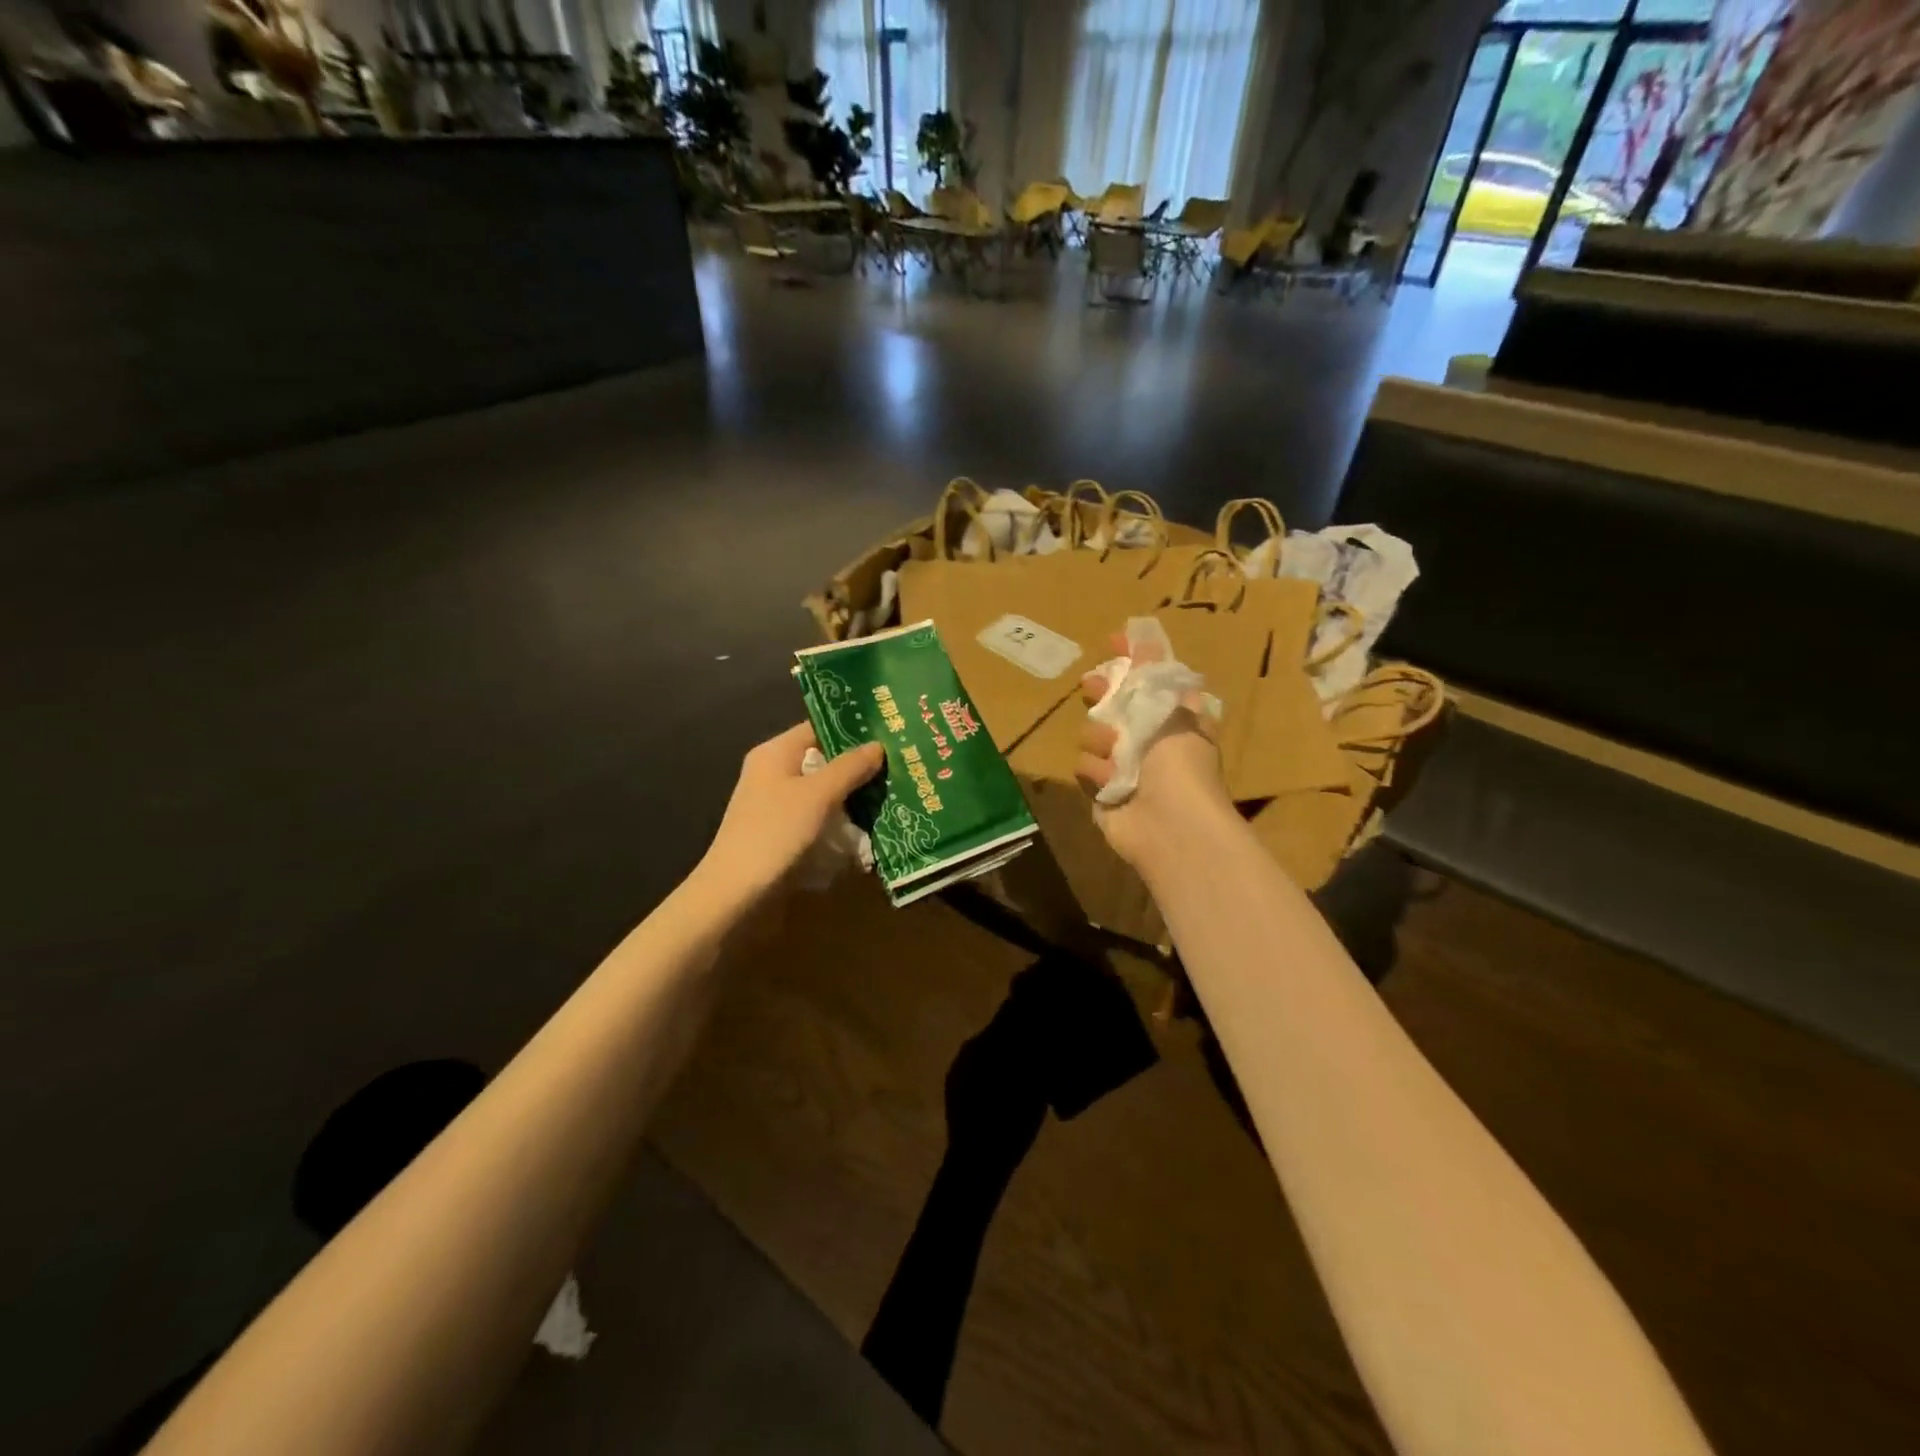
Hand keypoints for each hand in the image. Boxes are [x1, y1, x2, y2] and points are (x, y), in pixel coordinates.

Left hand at [702, 724, 885, 898]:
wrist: (736, 895)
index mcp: (775, 753)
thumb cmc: (775, 833)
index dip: (852, 728)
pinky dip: (841, 822)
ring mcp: (778, 806)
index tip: (889, 731)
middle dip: (859, 766)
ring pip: (824, 792)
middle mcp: (774, 774)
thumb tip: (878, 745)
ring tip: (893, 795)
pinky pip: (819, 819)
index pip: (818, 727)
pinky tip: (870, 828)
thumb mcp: (818, 795)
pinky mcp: (784, 835)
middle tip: (900, 765)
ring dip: (854, 796)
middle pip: (824, 760)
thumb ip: (850, 767)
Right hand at [1075, 633, 1235, 871]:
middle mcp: (1147, 740)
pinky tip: (1111, 782)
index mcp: (1172, 718)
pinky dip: (1096, 772)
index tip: (1113, 640)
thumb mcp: (1170, 708)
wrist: (1171, 825)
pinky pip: (1085, 767)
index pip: (1149, 680)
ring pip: (1093, 734)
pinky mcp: (1102, 790)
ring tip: (1116, 751)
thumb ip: (1151, 671)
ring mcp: (1123, 765)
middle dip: (1103, 694)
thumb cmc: (1179, 762)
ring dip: (1101, 739)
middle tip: (1090, 685)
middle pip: (1115, 705)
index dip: (1132, 660)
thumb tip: (1141, 632)